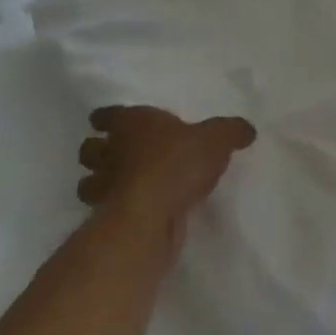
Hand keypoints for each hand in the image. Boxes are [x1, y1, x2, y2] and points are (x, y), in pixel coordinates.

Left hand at [76, 105, 256, 237]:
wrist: (153, 213)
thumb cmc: (178, 162)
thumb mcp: (216, 139)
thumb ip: (231, 132)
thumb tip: (248, 129)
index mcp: (132, 123)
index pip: (107, 115)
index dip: (107, 119)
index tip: (106, 122)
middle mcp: (112, 152)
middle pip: (89, 149)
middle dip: (97, 152)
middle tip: (114, 156)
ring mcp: (105, 187)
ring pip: (88, 182)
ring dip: (98, 184)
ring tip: (117, 187)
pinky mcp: (107, 219)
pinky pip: (103, 210)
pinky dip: (110, 210)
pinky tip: (130, 212)